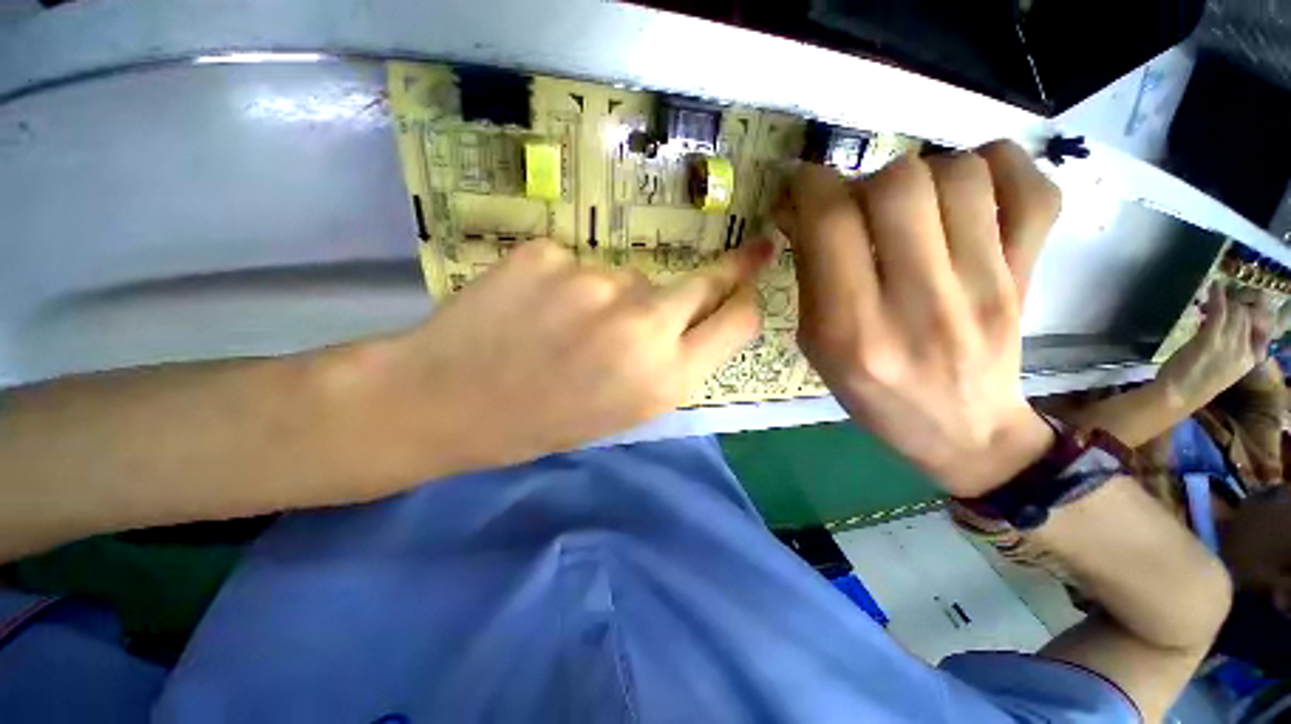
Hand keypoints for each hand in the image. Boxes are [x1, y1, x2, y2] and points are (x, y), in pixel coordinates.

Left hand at [363, 239, 771, 473]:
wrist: (447, 401)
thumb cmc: (544, 420)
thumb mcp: (624, 410)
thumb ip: (669, 363)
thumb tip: (695, 317)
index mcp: (664, 378)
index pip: (737, 323)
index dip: (745, 303)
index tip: (752, 282)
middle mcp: (643, 325)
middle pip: (703, 282)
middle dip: (722, 273)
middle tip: (744, 250)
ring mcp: (594, 282)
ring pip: (630, 277)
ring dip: (616, 296)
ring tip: (568, 325)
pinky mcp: (548, 254)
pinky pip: (578, 264)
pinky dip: (567, 282)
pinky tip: (534, 308)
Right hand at [780, 142, 1059, 496]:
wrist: (964, 431)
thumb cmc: (874, 394)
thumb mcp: (818, 347)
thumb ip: (810, 279)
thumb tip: (802, 213)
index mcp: (854, 328)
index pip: (831, 223)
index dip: (809, 185)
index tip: (801, 185)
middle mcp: (920, 302)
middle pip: (899, 184)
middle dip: (862, 179)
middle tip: (856, 205)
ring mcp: (987, 287)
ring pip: (961, 173)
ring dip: (922, 173)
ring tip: (909, 205)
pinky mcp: (1029, 278)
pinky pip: (1033, 190)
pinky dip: (999, 167)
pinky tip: (968, 190)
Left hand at [1158, 282, 1273, 407]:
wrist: (1176, 396)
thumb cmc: (1194, 383)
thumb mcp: (1220, 364)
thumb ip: (1226, 346)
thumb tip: (1220, 322)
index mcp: (1250, 359)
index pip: (1263, 329)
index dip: (1256, 313)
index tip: (1244, 305)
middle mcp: (1244, 351)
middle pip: (1249, 316)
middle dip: (1239, 302)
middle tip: (1225, 298)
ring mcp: (1229, 345)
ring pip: (1237, 312)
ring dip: (1228, 299)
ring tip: (1217, 295)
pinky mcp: (1211, 339)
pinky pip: (1220, 312)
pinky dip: (1218, 296)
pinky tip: (1214, 286)